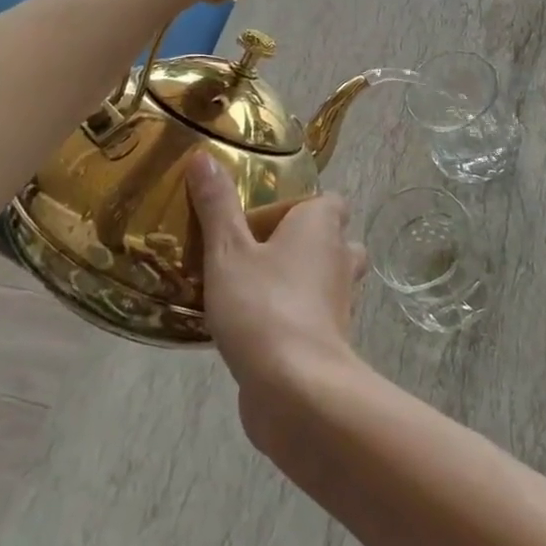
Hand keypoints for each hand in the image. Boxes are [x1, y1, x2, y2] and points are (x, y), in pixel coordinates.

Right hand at [187, 155, 366, 439]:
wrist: (296, 389)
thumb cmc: (263, 305)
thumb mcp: (227, 251)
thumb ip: (217, 206)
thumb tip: (204, 156)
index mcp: (322, 225)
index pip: (327, 200)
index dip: (296, 206)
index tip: (256, 221)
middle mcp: (341, 256)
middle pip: (330, 238)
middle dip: (300, 243)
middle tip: (254, 253)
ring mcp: (340, 301)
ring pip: (324, 278)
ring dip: (296, 280)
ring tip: (248, 288)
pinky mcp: (331, 340)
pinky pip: (313, 315)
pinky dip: (292, 316)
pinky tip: (252, 328)